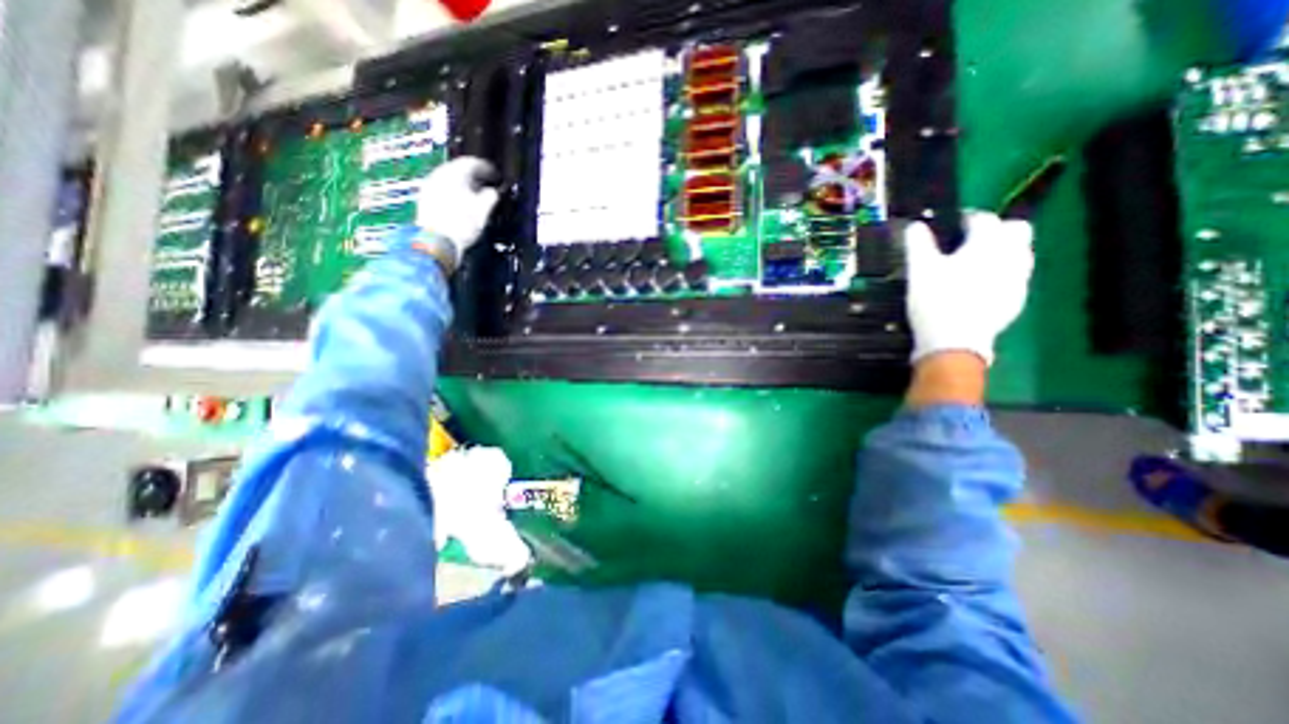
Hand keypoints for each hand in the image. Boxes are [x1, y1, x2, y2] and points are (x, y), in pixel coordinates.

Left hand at [425, 154, 503, 267]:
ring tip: (475, 195)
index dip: (486, 168)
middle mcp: (439, 174)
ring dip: (463, 184)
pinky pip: (443, 189)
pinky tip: (461, 203)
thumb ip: (490, 197)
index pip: (472, 163)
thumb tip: (493, 191)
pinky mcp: (425, 198)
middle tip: (485, 184)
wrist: (436, 241)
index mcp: (455, 173)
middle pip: (458, 169)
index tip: (495, 175)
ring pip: (449, 179)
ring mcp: (430, 186)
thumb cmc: (462, 224)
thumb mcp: (482, 211)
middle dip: (473, 176)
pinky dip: (454, 192)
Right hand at [904, 213, 1035, 365]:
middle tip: (970, 242)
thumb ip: (917, 244)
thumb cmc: (935, 300)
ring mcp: (1018, 279)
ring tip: (976, 264)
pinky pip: (1015, 277)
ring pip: (1021, 253)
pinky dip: (1001, 275)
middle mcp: (1011, 256)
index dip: (968, 218)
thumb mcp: (919, 270)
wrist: (954, 341)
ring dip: (1003, 251)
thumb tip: (915, 225)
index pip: (984, 219)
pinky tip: (981, 287)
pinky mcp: (1016, 300)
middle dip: (997, 230)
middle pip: (1016, 229)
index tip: (953, 224)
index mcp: (987, 244)